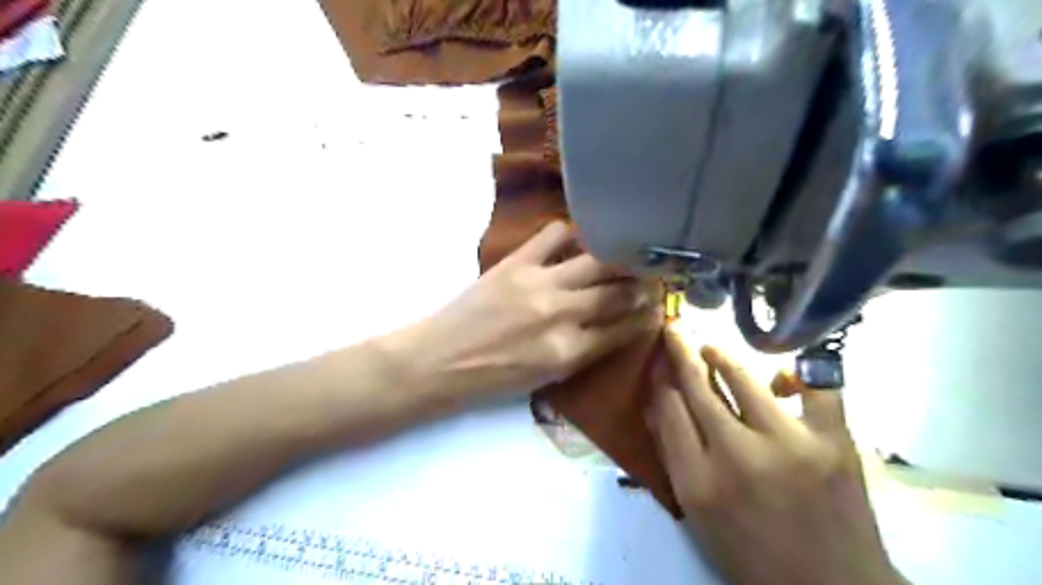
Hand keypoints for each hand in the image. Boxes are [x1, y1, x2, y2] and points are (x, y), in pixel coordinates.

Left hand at [382, 220, 657, 402]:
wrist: (439, 360)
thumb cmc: (493, 378)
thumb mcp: (546, 378)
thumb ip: (585, 352)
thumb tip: (618, 327)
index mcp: (569, 352)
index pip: (625, 328)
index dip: (648, 316)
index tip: (660, 306)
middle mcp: (562, 315)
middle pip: (619, 291)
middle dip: (644, 284)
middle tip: (654, 276)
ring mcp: (539, 283)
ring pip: (597, 261)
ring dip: (620, 257)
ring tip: (629, 253)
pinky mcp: (516, 262)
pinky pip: (555, 235)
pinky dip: (574, 233)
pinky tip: (581, 238)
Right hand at [649, 326, 909, 584]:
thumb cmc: (751, 555)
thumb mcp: (697, 515)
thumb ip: (673, 457)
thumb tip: (656, 406)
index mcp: (698, 481)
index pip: (667, 408)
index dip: (659, 377)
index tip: (657, 359)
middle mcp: (736, 456)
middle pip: (697, 387)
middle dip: (681, 352)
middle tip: (674, 331)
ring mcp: (788, 444)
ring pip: (744, 378)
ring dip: (721, 356)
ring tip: (710, 347)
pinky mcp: (833, 442)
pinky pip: (815, 387)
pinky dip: (798, 374)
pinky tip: (783, 375)